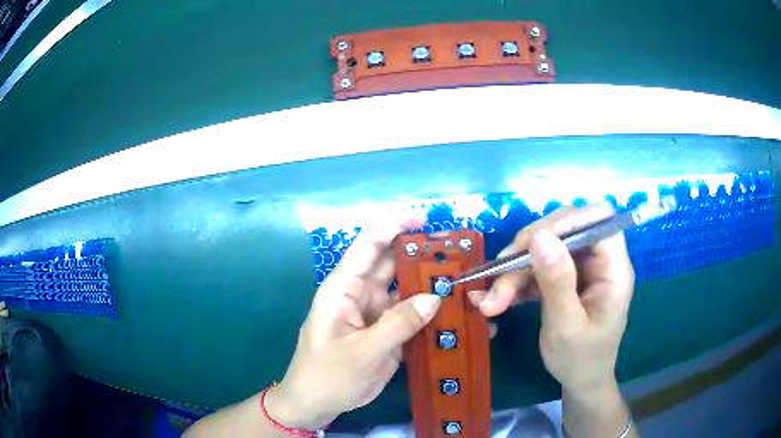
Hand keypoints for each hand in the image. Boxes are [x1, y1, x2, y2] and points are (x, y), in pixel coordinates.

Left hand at [266, 215, 441, 429]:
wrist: (317, 404)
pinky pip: (411, 318)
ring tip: (465, 283)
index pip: (368, 246)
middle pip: (393, 266)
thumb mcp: (363, 351)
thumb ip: (399, 323)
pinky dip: (431, 317)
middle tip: (459, 254)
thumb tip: (436, 297)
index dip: (393, 227)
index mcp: (344, 289)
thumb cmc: (328, 374)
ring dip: (432, 288)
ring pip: (406, 293)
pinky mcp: (386, 335)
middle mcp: (361, 295)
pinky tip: (456, 317)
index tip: (424, 220)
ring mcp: (375, 316)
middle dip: (422, 256)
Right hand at [469, 204, 634, 392]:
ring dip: (514, 271)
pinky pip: (537, 268)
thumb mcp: (567, 326)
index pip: (598, 220)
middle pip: (565, 230)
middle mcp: (598, 261)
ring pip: (545, 249)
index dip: (566, 222)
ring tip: (490, 301)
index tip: (531, 242)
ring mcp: (580, 269)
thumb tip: (540, 237)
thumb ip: (557, 282)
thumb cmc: (581, 360)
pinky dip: (514, 282)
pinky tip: (493, 301)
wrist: (579, 381)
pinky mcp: (564, 279)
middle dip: (529, 249)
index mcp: (613, 269)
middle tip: (499, 274)